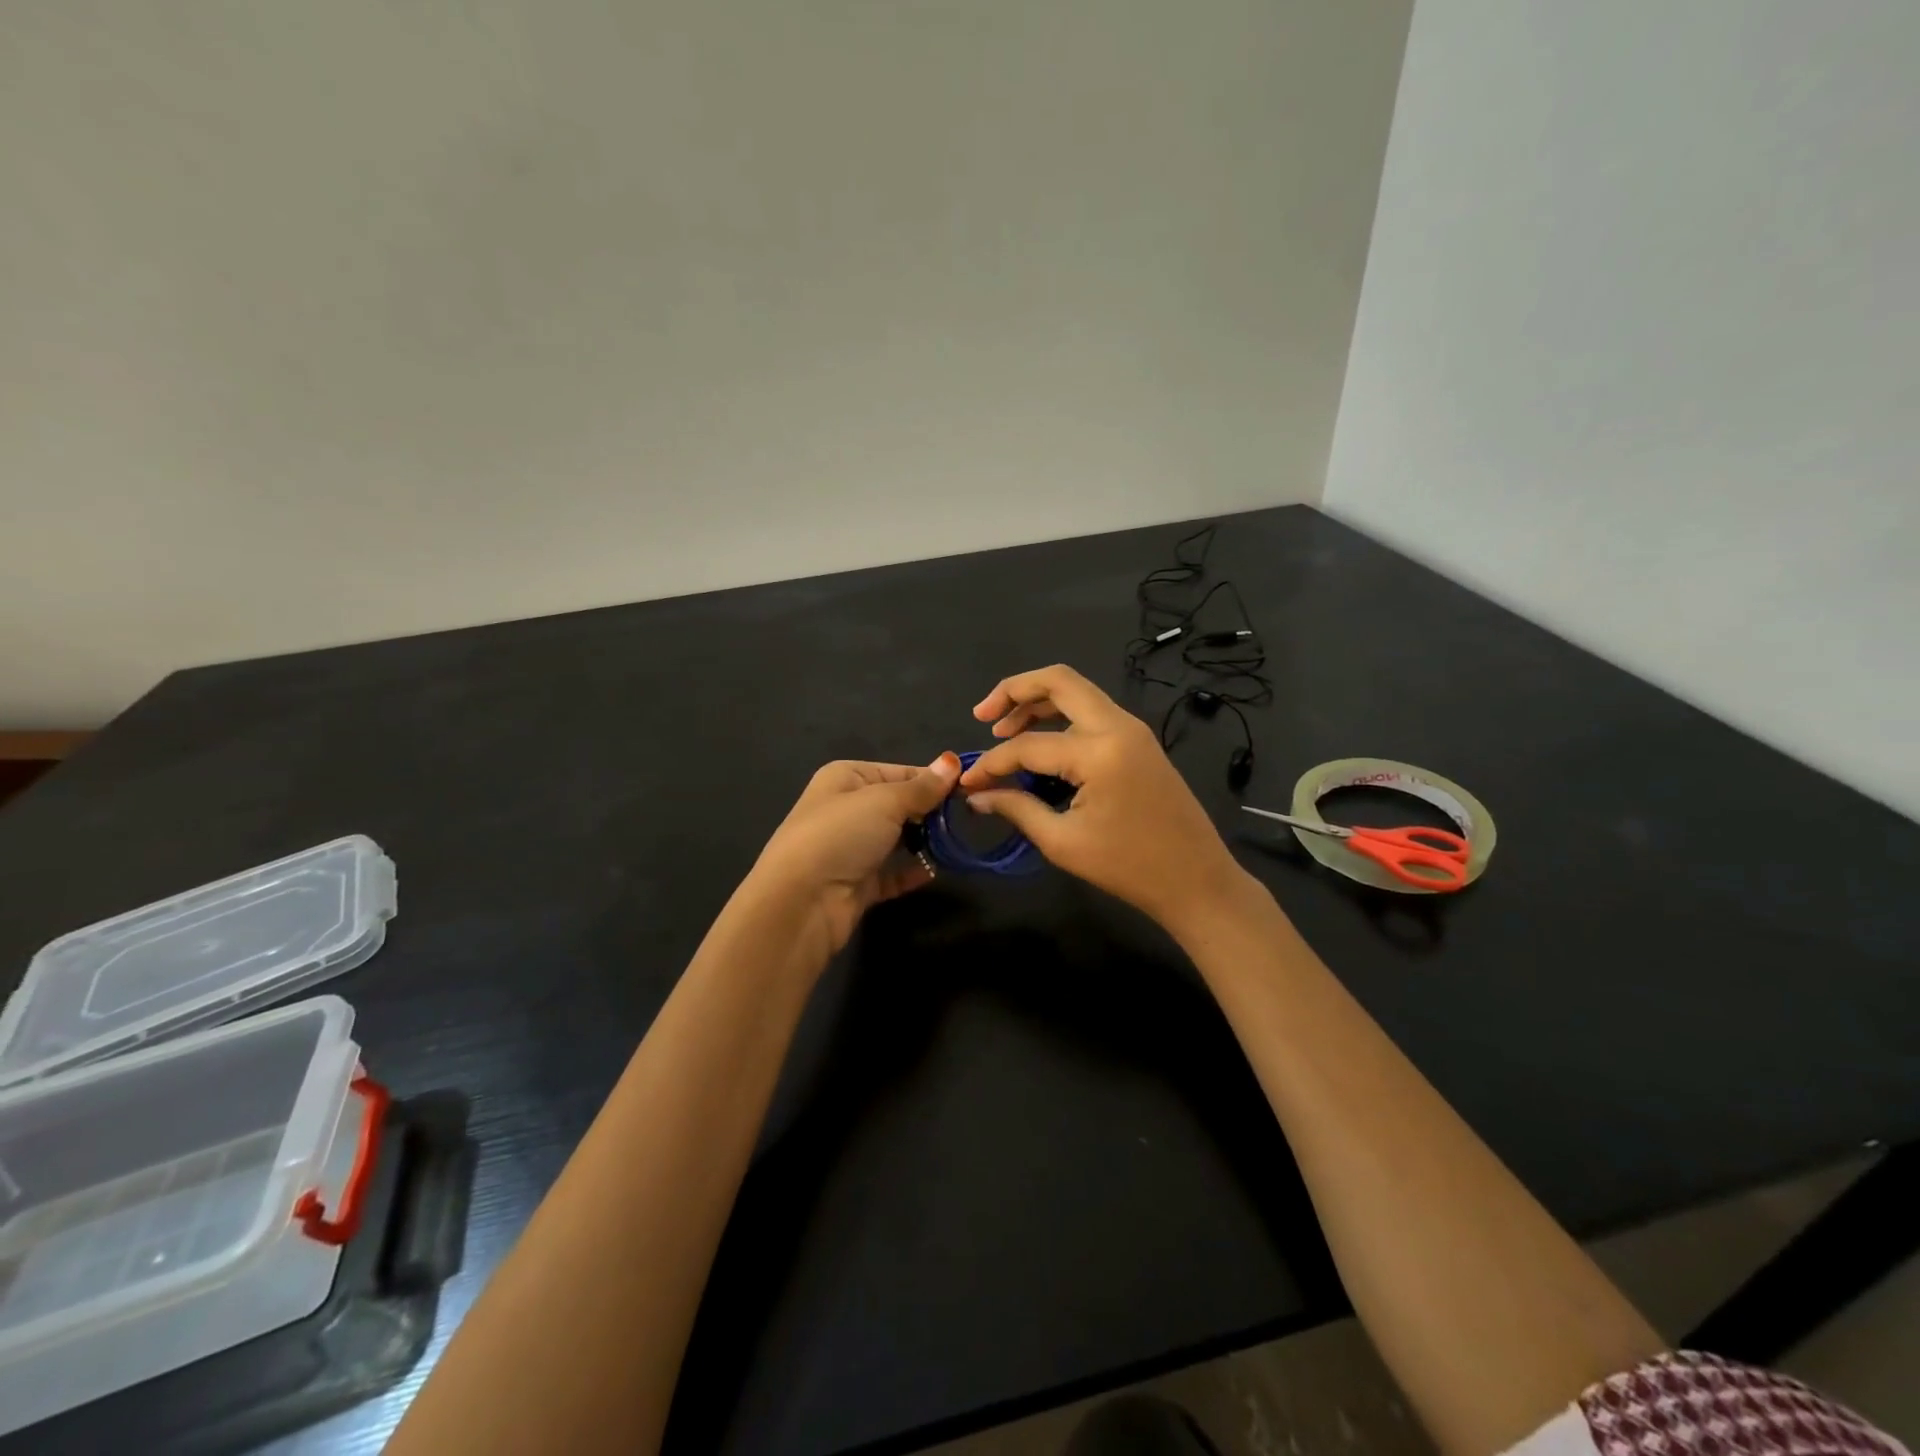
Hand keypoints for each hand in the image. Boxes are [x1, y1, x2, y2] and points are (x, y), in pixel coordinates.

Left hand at [749, 753, 961, 959]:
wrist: (801, 902)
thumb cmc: (841, 835)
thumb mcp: (885, 801)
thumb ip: (922, 786)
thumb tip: (952, 760)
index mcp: (846, 778)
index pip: (899, 772)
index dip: (932, 780)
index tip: (967, 790)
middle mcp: (846, 809)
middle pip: (899, 805)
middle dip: (929, 812)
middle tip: (963, 819)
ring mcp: (851, 848)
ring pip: (897, 839)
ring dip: (923, 842)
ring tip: (952, 844)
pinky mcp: (858, 883)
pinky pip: (893, 873)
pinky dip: (912, 872)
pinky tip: (934, 872)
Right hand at [960, 665, 1249, 935]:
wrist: (1197, 881)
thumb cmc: (1128, 867)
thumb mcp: (1063, 842)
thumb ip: (1017, 809)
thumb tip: (977, 795)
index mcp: (1099, 751)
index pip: (1028, 746)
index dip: (991, 763)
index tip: (968, 783)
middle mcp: (1117, 726)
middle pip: (1058, 681)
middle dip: (1014, 690)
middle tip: (983, 716)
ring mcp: (1132, 730)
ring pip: (1077, 692)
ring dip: (1037, 702)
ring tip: (1003, 728)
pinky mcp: (1139, 742)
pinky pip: (1092, 713)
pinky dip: (1060, 717)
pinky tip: (1040, 743)